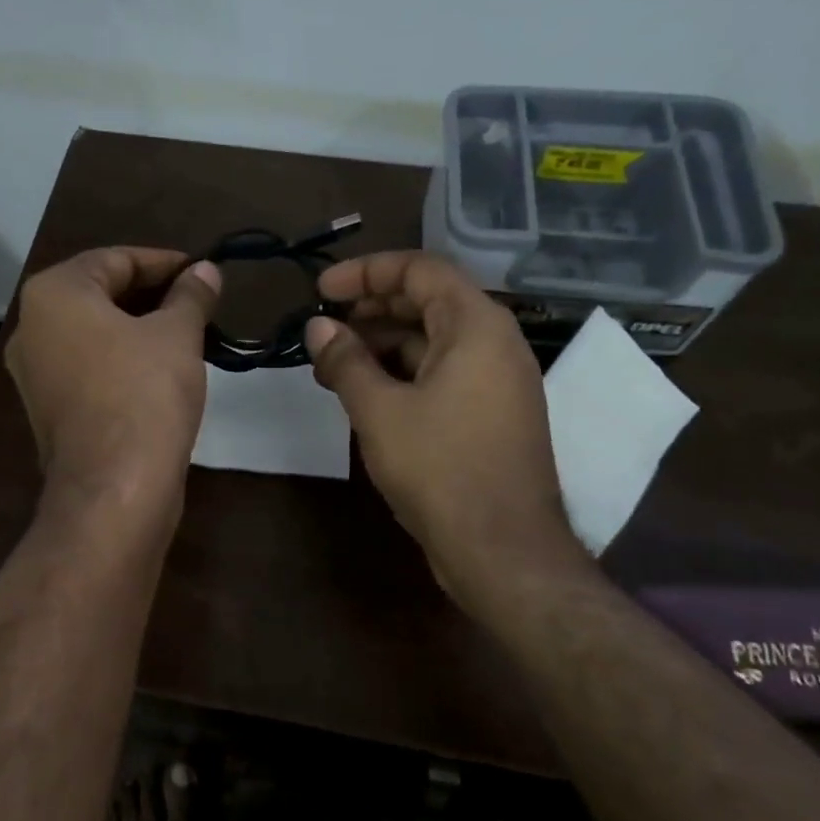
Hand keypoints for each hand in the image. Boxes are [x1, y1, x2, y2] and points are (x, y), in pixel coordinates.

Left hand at [6, 247, 220, 516]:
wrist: (115, 488)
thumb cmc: (144, 393)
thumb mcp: (178, 334)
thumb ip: (190, 294)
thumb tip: (205, 271)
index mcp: (54, 294)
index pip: (115, 259)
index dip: (164, 262)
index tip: (202, 272)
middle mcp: (32, 327)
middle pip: (100, 294)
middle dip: (152, 295)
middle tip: (199, 302)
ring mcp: (35, 373)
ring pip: (95, 333)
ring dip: (140, 328)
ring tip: (189, 333)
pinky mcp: (49, 409)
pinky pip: (89, 367)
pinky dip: (122, 359)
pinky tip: (161, 369)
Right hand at [304, 251, 588, 599]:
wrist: (502, 550)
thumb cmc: (440, 468)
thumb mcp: (379, 410)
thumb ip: (345, 361)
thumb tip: (318, 327)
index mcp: (476, 326)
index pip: (420, 269)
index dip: (366, 272)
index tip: (321, 290)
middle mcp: (494, 343)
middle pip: (427, 302)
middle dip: (370, 309)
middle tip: (323, 328)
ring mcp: (495, 381)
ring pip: (431, 341)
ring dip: (381, 345)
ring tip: (332, 364)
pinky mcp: (489, 414)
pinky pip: (441, 373)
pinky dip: (401, 374)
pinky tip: (364, 393)